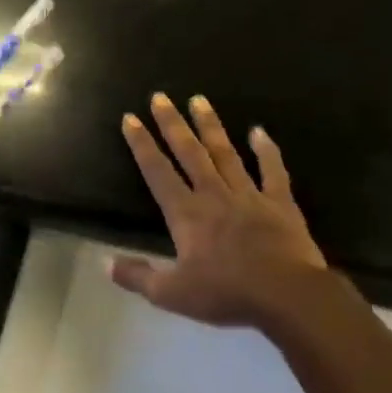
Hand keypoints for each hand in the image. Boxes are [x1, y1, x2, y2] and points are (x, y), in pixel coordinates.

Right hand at [112, 93, 326, 327]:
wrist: (287, 295)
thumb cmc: (226, 293)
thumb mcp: (171, 293)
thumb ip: (137, 276)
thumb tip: (104, 263)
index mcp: (186, 214)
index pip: (157, 172)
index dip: (141, 145)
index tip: (130, 119)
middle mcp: (214, 195)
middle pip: (189, 153)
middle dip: (172, 124)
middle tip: (160, 97)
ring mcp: (249, 195)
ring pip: (225, 153)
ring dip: (210, 126)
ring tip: (199, 100)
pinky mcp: (280, 203)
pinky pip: (272, 170)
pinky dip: (266, 150)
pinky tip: (259, 131)